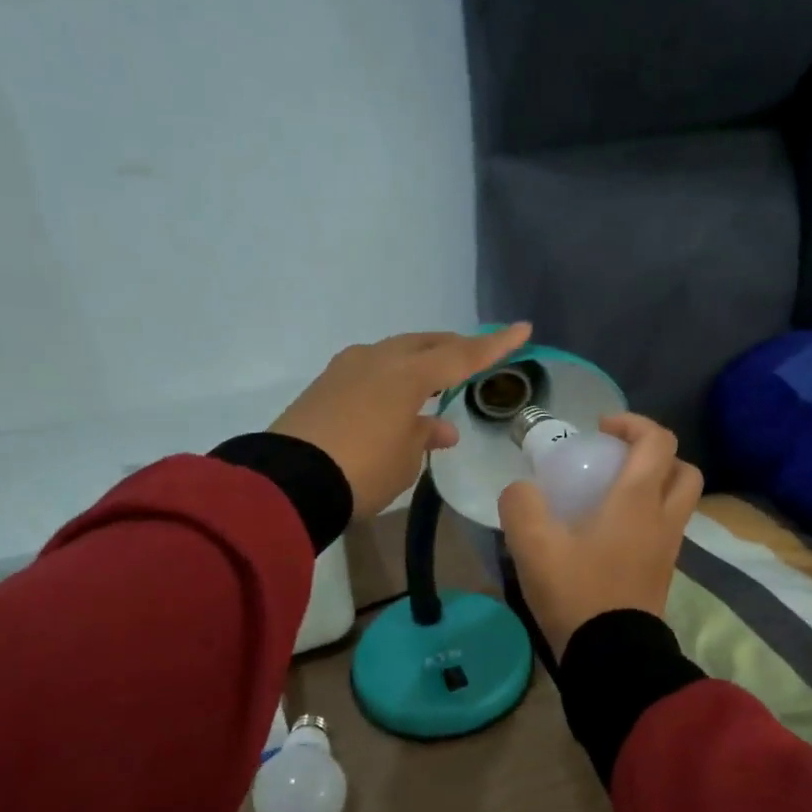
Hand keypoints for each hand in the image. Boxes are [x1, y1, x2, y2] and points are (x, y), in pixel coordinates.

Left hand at [272, 323, 532, 517]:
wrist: (289, 482)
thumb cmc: (363, 471)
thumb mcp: (405, 460)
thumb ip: (425, 436)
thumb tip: (440, 427)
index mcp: (407, 375)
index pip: (461, 355)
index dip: (494, 345)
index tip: (522, 329)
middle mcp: (377, 360)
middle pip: (424, 344)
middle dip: (451, 347)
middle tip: (473, 354)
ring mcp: (345, 369)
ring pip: (393, 353)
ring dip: (418, 361)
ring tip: (433, 378)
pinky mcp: (323, 385)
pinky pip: (369, 370)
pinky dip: (390, 377)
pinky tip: (393, 396)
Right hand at [498, 414, 703, 655]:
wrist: (611, 655)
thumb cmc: (576, 592)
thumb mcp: (533, 546)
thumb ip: (521, 505)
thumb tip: (522, 490)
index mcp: (638, 501)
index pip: (658, 441)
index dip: (633, 424)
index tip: (600, 431)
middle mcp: (663, 518)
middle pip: (683, 469)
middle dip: (655, 454)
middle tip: (617, 460)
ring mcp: (668, 548)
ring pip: (678, 501)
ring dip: (654, 485)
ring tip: (611, 495)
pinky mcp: (663, 572)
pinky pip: (666, 528)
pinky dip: (647, 516)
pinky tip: (609, 532)